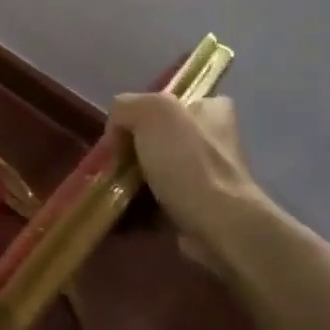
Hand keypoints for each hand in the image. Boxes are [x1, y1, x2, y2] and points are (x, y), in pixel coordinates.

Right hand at [107, 93, 271, 253]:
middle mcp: (212, 141)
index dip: (139, 114)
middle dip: (130, 151)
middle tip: (111, 164)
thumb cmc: (188, 162)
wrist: (219, 227)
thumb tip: (116, 130)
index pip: (168, 101)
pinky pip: (158, 204)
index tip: (121, 132)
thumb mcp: (151, 112)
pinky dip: (137, 209)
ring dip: (130, 181)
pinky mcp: (198, 211)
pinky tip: (121, 212)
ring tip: (110, 190)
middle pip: (157, 138)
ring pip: (155, 172)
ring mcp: (207, 179)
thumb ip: (126, 108)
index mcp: (211, 110)